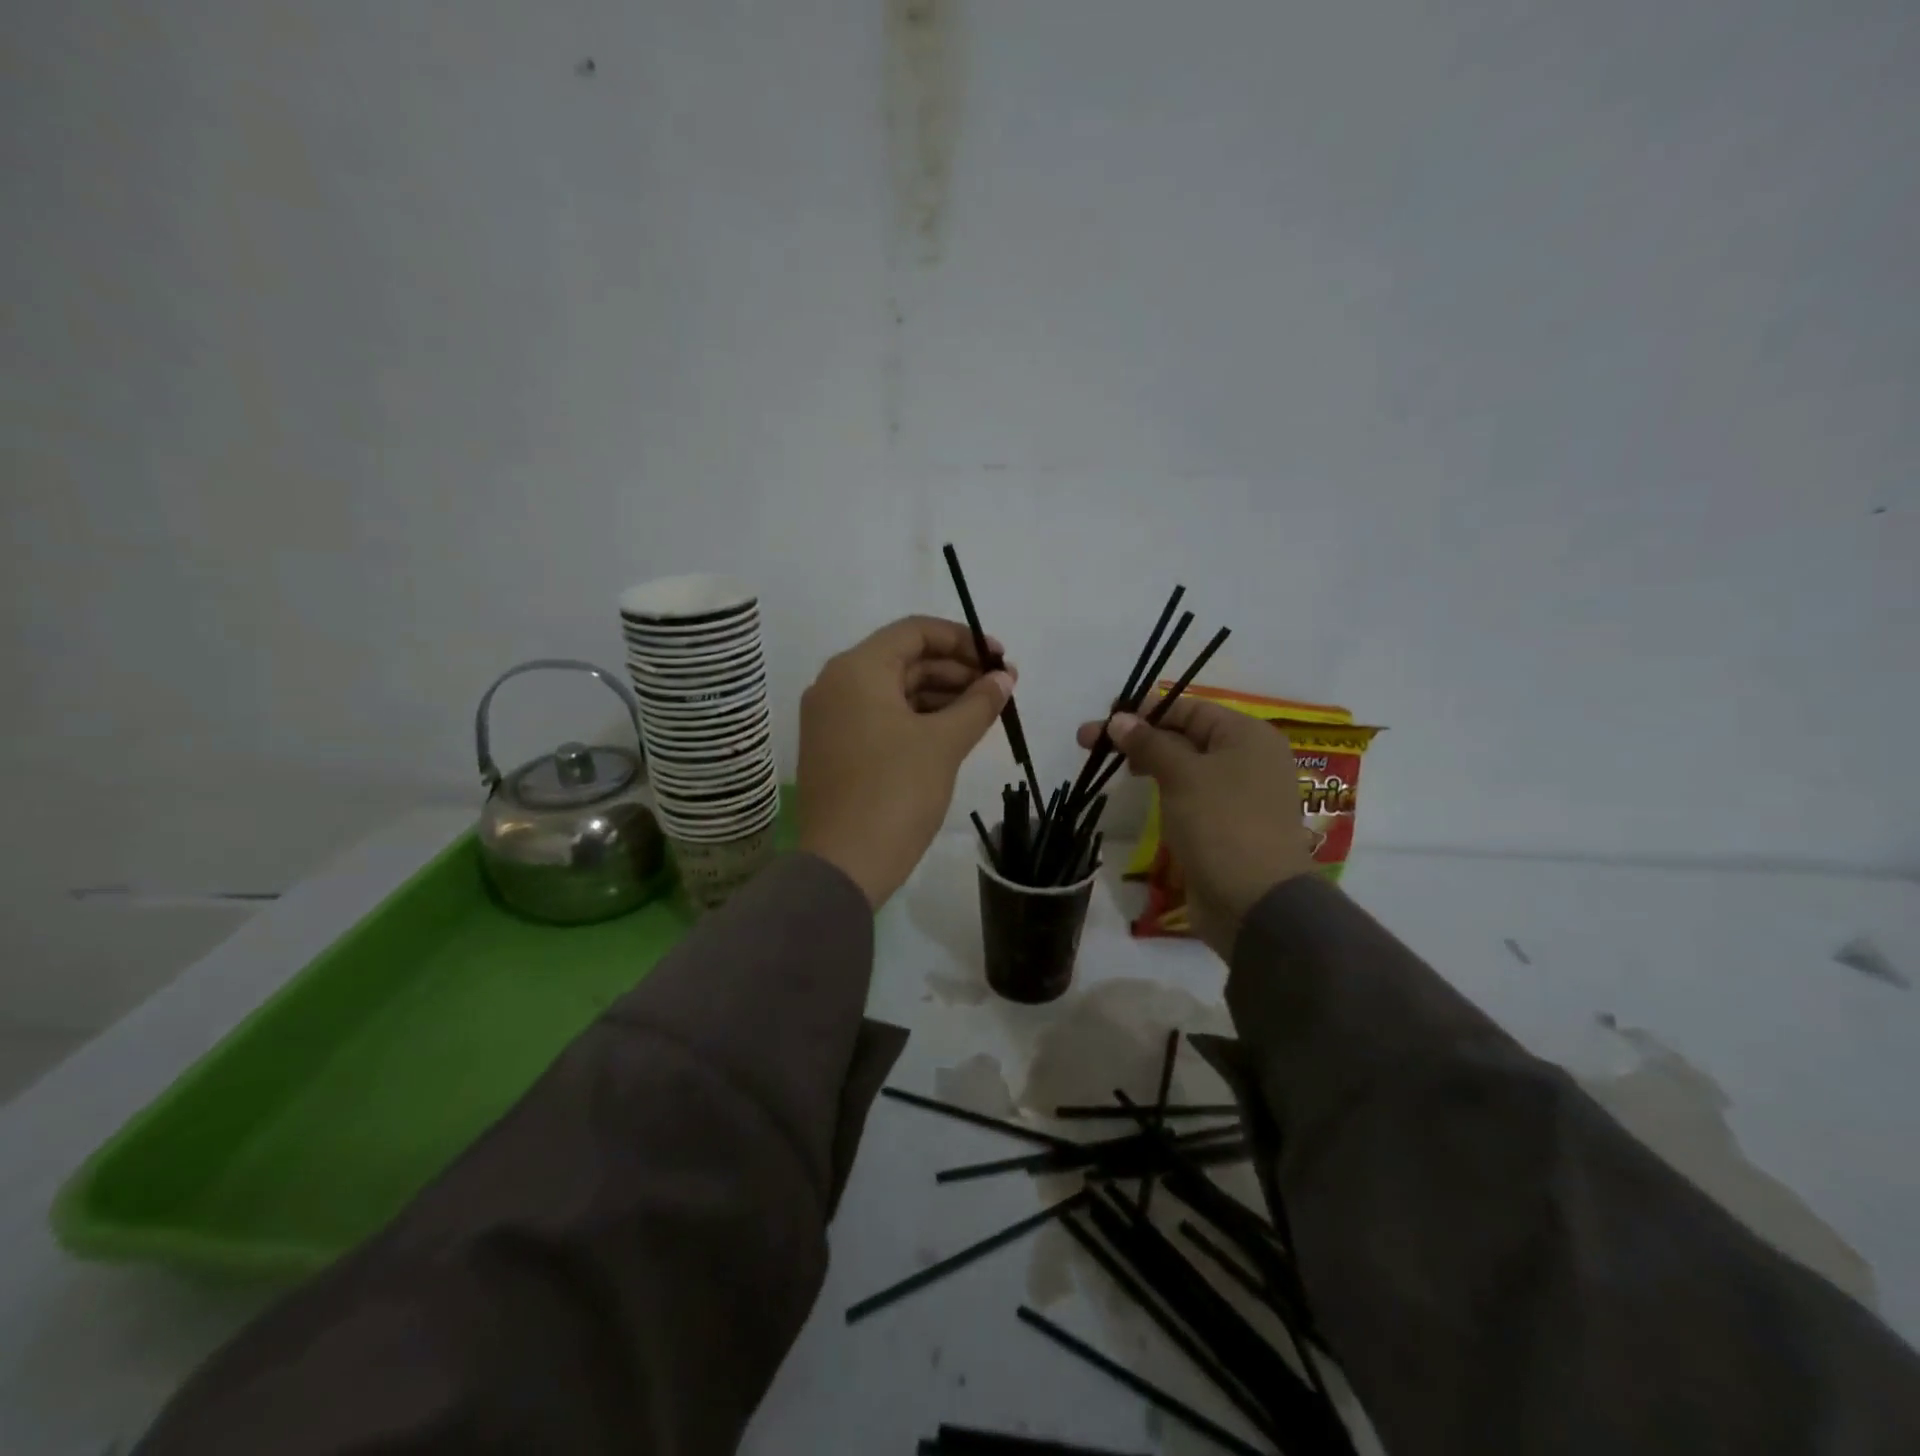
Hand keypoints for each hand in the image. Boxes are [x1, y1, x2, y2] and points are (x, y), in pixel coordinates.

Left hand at [799, 616, 1015, 906]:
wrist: (844, 864)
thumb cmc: (896, 792)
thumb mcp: (944, 743)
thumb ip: (978, 703)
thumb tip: (1004, 678)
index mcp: (857, 669)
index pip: (915, 632)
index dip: (962, 639)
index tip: (999, 658)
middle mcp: (836, 683)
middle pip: (904, 659)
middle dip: (955, 670)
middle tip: (1000, 688)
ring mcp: (830, 717)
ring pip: (893, 690)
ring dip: (939, 695)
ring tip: (984, 711)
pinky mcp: (833, 747)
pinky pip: (880, 716)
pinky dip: (916, 718)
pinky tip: (952, 732)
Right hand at [1077, 699, 1315, 958]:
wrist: (1255, 903)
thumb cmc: (1221, 824)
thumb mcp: (1182, 775)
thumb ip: (1149, 742)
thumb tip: (1119, 719)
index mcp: (1247, 736)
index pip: (1189, 708)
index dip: (1145, 710)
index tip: (1104, 716)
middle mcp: (1247, 759)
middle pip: (1184, 736)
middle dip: (1138, 737)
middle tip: (1089, 744)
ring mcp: (1237, 794)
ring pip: (1184, 767)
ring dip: (1147, 763)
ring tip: (1108, 768)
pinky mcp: (1224, 825)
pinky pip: (1188, 795)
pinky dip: (1162, 790)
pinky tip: (1136, 793)